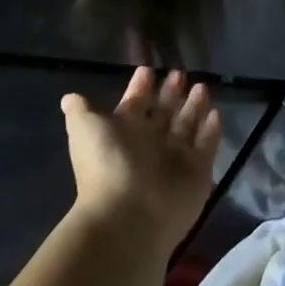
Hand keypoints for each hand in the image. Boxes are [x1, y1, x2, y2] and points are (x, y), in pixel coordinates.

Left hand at [62, 61, 220, 253]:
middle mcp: (150, 144)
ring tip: (202, 86)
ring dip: (194, 107)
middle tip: (180, 73)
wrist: (130, 216)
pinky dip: (212, 131)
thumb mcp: (85, 130)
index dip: (140, 87)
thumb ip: (81, 111)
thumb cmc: (107, 164)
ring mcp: (175, 160)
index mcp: (124, 133)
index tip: (148, 69)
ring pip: (187, 126)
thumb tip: (69, 98)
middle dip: (171, 93)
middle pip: (163, 113)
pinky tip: (216, 113)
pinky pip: (207, 147)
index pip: (134, 104)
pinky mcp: (198, 173)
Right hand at [75, 0, 218, 70]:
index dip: (141, 54)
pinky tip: (218, 32)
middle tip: (176, 89)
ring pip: (187, 19)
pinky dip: (212, 13)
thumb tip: (78, 20)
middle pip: (163, 31)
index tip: (144, 81)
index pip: (136, 29)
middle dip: (169, 56)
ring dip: (193, 41)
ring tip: (201, 71)